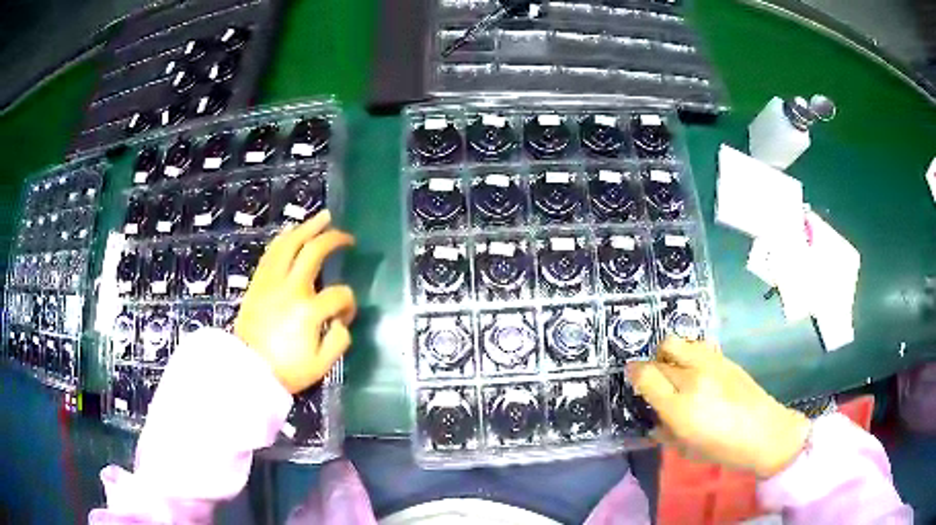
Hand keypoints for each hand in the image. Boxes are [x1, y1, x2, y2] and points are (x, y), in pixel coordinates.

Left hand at [234, 211, 355, 393]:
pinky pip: (271, 252)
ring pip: (290, 244)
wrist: (247, 369)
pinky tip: (292, 231)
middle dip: (334, 239)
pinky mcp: (258, 282)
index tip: (345, 316)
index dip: (349, 304)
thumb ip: (339, 341)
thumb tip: (342, 321)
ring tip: (323, 218)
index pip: (339, 295)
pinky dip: (283, 238)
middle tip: (347, 236)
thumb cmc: (285, 370)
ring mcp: (271, 282)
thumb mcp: (321, 366)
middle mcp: (291, 288)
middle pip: (314, 252)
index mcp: (309, 311)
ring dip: (308, 227)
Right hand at [627, 338, 810, 477]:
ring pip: (675, 342)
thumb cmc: (723, 449)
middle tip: (655, 380)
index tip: (633, 378)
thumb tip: (654, 420)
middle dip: (651, 367)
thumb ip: (664, 432)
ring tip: (673, 368)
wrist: (764, 432)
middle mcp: (692, 379)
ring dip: (667, 353)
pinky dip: (687, 352)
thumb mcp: (686, 449)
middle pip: (659, 358)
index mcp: (679, 408)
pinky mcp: (723, 357)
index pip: (645, 376)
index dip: (634, 374)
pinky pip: (696, 345)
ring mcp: (709, 364)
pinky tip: (694, 367)